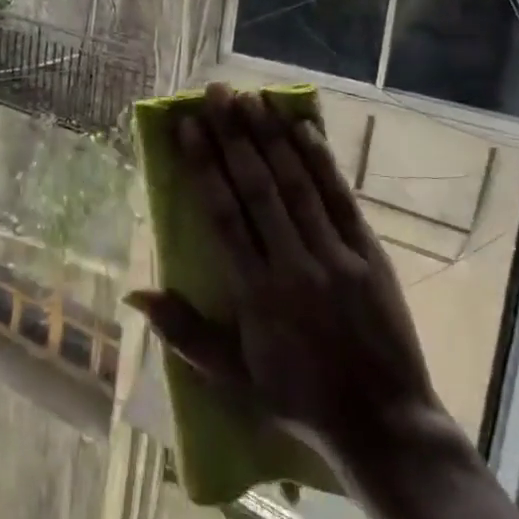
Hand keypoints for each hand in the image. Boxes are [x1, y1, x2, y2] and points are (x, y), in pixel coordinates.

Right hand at [128, 85, 456, 473]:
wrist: (383, 424)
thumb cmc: (298, 398)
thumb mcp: (232, 378)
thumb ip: (184, 333)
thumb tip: (134, 295)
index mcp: (256, 294)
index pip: (223, 215)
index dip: (203, 166)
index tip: (187, 126)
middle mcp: (294, 265)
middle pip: (258, 188)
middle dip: (234, 136)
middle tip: (217, 94)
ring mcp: (336, 257)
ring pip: (297, 184)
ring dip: (272, 137)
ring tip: (252, 98)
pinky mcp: (370, 255)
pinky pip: (341, 199)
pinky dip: (322, 162)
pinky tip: (305, 129)